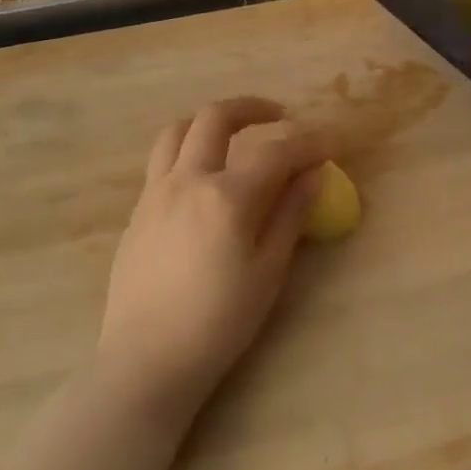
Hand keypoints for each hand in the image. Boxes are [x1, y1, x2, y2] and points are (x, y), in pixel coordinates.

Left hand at [97, 97, 328, 423]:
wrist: (146, 361)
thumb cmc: (218, 323)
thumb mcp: (268, 272)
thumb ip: (290, 214)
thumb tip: (313, 174)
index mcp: (226, 197)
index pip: (276, 152)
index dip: (309, 143)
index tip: (331, 144)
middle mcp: (187, 180)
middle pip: (217, 118)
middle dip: (253, 107)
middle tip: (280, 117)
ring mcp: (156, 192)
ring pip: (179, 130)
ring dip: (211, 121)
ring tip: (235, 133)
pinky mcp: (138, 210)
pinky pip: (162, 160)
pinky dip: (189, 149)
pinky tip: (205, 176)